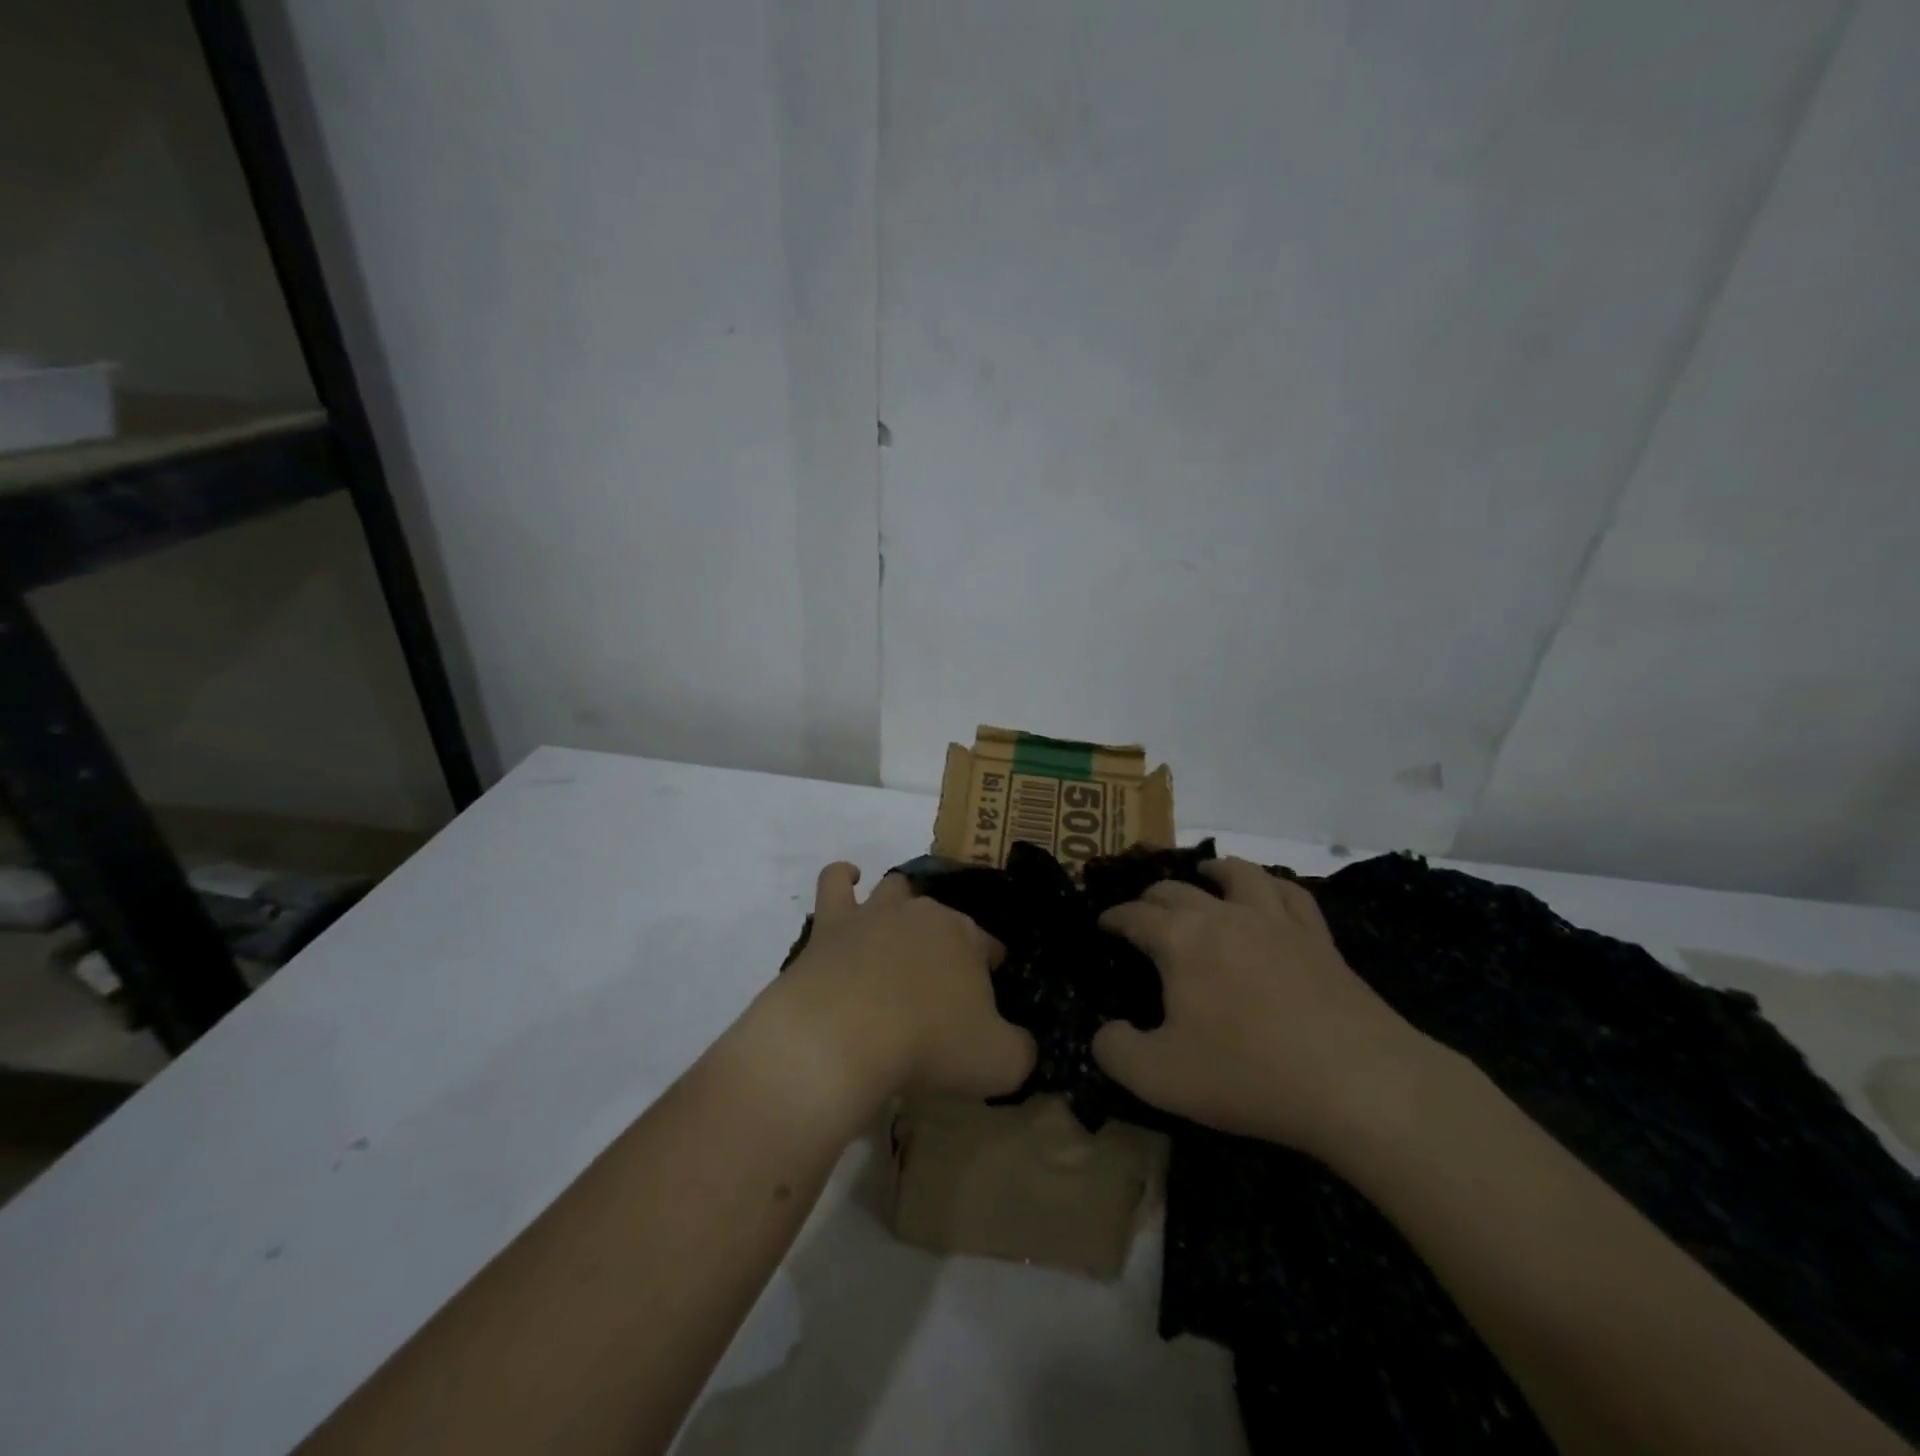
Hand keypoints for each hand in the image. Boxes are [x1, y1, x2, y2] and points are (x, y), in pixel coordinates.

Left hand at [759, 862, 1034, 1110]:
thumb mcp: (998, 1062)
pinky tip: (850, 880)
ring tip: (899, 931)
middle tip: (940, 984)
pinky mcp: (831, 923)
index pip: (989, 945)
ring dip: (901, 903)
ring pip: (896, 889)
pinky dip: (844, 876)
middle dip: (948, 941)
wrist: (843, 1037)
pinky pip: (835, 881)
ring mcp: (875, 913)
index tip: (985, 1001)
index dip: (990, 969)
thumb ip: (1020, 1050)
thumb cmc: (929, 1045)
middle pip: (944, 918)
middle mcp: (925, 914)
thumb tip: (1022, 1044)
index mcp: (968, 939)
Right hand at [1092, 857, 1439, 1155]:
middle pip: (1178, 890)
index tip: (1103, 923)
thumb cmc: (1248, 1074)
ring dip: (1215, 869)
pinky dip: (1274, 886)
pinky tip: (1271, 894)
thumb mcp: (1160, 1077)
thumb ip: (1116, 1052)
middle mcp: (1225, 916)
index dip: (1113, 917)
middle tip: (1143, 912)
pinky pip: (1293, 895)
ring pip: (1240, 875)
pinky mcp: (1319, 940)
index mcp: (1181, 940)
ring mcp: (1276, 922)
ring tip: (1206, 871)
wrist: (1358, 1083)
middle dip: (1153, 897)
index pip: (1135, 915)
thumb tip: (1105, 1032)